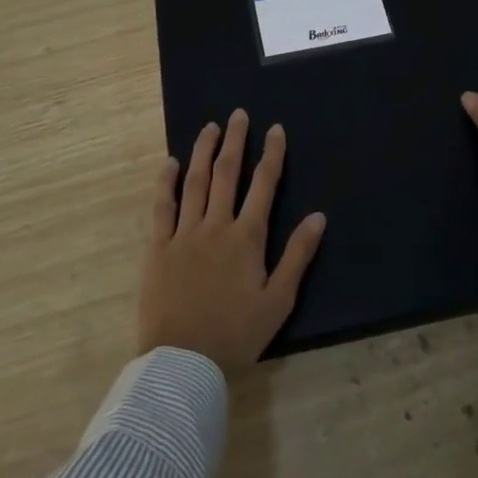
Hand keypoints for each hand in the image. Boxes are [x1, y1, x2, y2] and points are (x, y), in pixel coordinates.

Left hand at [137, 108, 326, 373]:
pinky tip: (170, 163)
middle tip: (238, 114)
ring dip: (203, 151)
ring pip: (195, 182)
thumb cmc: (236, 334)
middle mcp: (216, 226)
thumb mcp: (278, 300)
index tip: (275, 129)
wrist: (183, 362)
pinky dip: (166, 182)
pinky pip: (162, 207)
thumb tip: (319, 216)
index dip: (272, 154)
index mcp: (247, 237)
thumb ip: (298, 255)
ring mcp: (184, 234)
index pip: (264, 185)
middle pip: (227, 173)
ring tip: (210, 127)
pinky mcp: (158, 248)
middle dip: (235, 141)